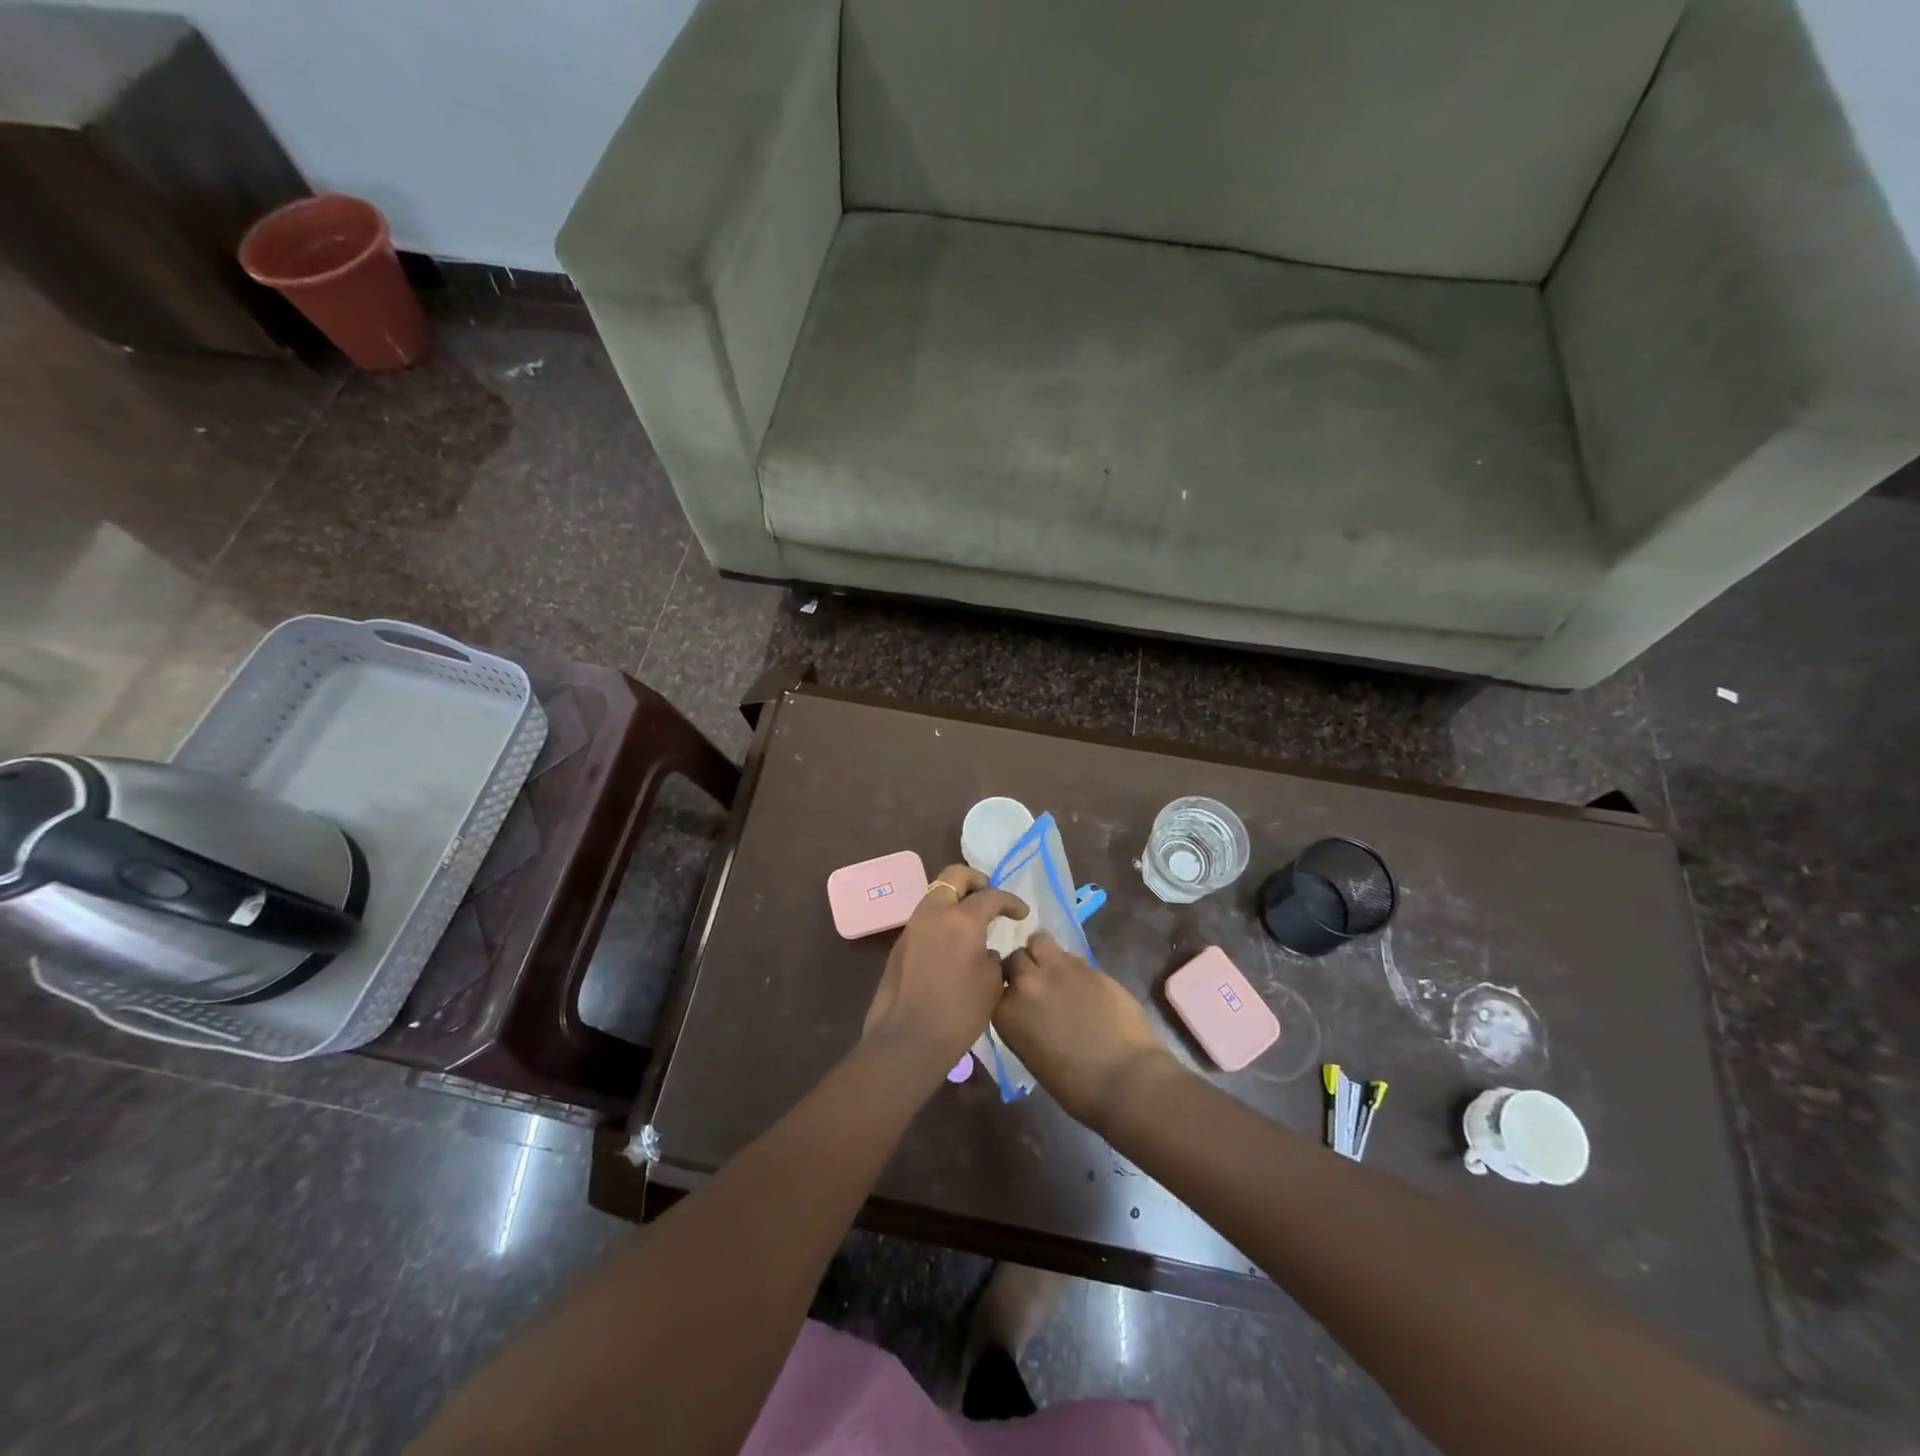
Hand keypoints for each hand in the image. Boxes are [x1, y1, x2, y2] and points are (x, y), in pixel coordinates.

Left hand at [862, 865, 1028, 1072]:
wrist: (908, 1037)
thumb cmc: (959, 1012)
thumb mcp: (992, 983)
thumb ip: (993, 956)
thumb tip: (986, 949)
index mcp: (962, 918)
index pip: (991, 896)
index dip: (1011, 902)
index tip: (1022, 914)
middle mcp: (934, 912)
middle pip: (955, 876)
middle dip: (977, 881)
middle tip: (991, 898)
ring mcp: (914, 925)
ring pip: (937, 894)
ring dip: (956, 898)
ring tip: (974, 920)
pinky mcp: (901, 942)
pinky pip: (926, 916)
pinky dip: (943, 918)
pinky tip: (954, 941)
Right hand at [996, 933, 1181, 1131]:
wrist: (1125, 1079)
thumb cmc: (1076, 1086)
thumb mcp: (1032, 1054)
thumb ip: (1023, 1021)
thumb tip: (1029, 1009)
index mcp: (1006, 1012)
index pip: (993, 983)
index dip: (1005, 987)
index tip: (1015, 995)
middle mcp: (1026, 984)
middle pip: (1015, 957)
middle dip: (1024, 966)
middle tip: (1038, 982)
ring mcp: (1058, 969)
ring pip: (1039, 941)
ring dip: (1043, 953)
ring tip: (1057, 972)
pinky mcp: (1088, 965)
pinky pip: (1070, 955)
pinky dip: (1072, 965)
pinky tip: (1084, 984)